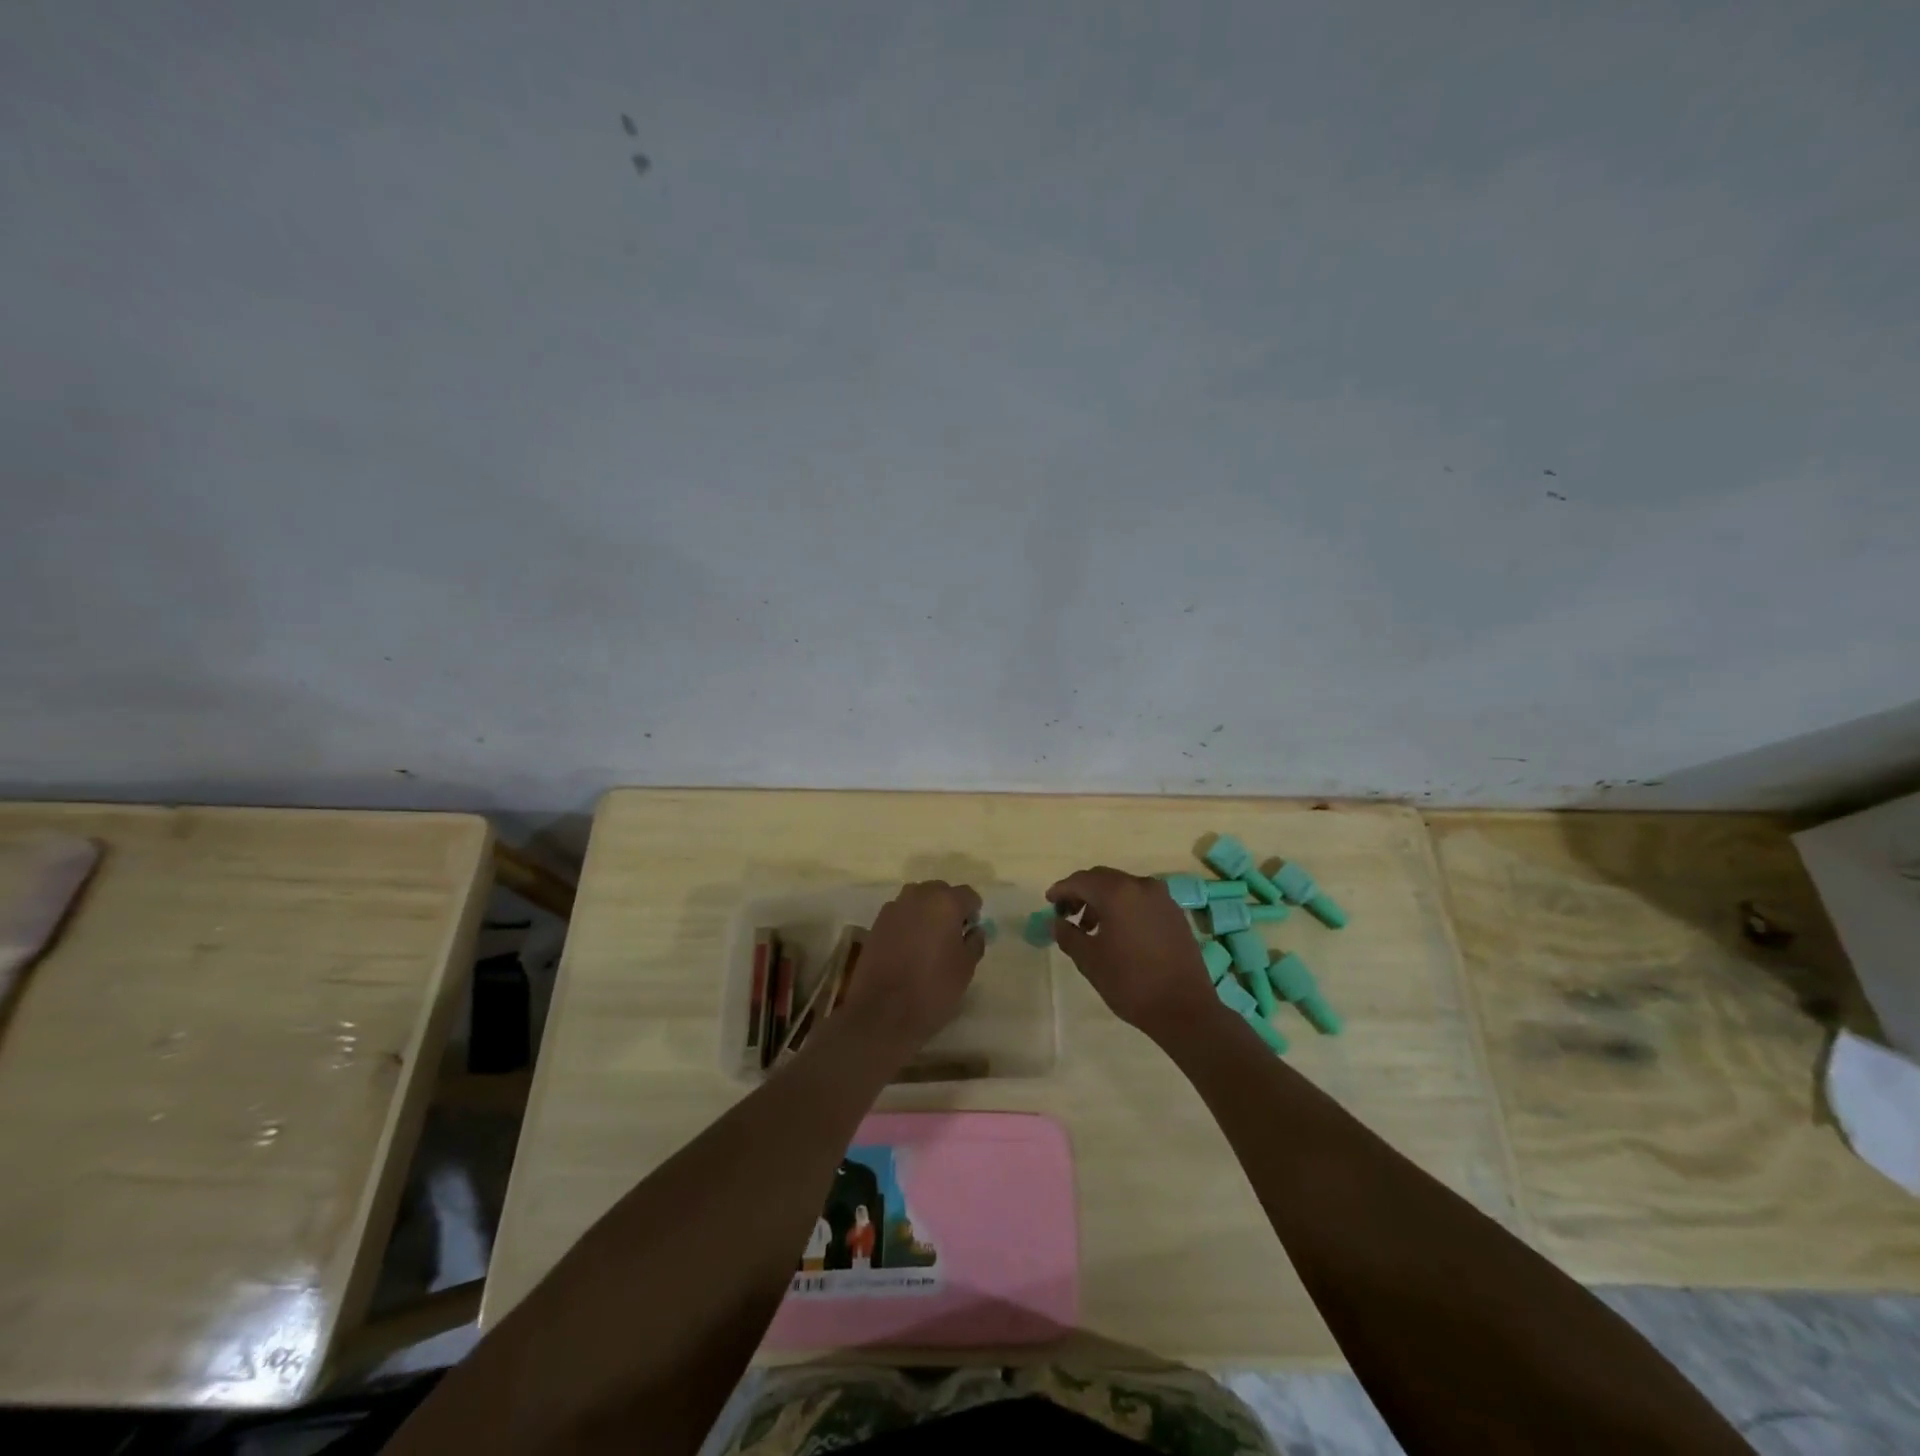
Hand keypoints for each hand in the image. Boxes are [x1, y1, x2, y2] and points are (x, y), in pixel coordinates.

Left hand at [839, 880, 984, 1051]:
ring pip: (917, 900)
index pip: (968, 895)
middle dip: (948, 908)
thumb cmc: (932, 989)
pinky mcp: (876, 923)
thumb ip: (975, 942)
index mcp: (945, 902)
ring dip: (926, 913)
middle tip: (952, 936)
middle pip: (940, 892)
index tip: (971, 932)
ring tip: (929, 941)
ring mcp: (893, 908)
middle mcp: (918, 896)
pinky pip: (900, 914)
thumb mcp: (966, 968)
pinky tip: (909, 949)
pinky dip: (908, 924)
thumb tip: (974, 930)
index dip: (973, 912)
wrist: (881, 1013)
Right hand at [1048, 867, 1221, 1039]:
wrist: (1185, 1009)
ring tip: (1091, 928)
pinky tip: (1118, 932)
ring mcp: (1162, 898)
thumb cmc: (1131, 983)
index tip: (1049, 902)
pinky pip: (1141, 900)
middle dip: (1082, 892)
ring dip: (1103, 900)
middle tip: (1067, 913)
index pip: (1081, 881)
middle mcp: (1141, 886)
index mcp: (1118, 892)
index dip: (1061, 890)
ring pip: (1124, 888)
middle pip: (1103, 879)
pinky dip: (1124, 907)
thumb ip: (1068, 935)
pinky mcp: (1175, 913)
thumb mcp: (1089, 960)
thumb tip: (1056, 922)